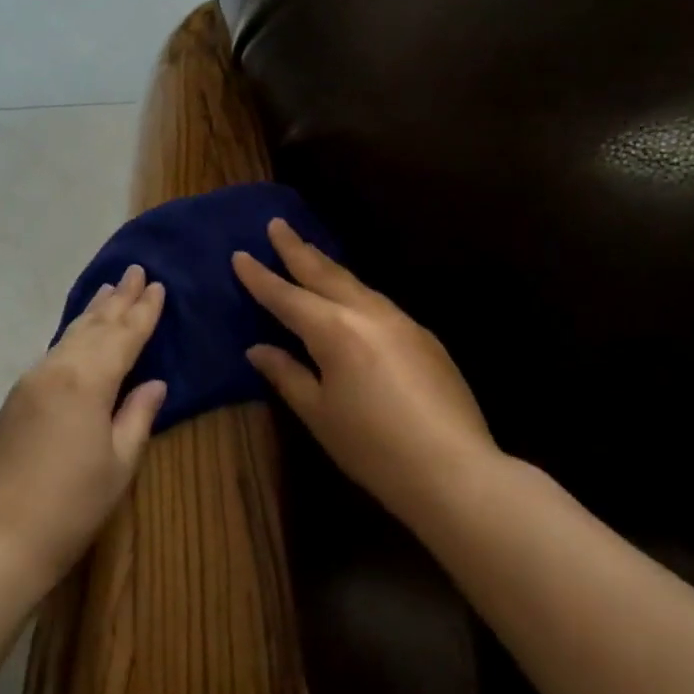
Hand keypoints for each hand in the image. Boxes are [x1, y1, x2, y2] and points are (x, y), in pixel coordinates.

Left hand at [0, 264, 167, 590]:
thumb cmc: (71, 506)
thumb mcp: (119, 463)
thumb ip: (138, 416)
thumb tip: (155, 383)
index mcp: (88, 381)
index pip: (124, 336)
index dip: (144, 312)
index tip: (158, 285)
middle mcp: (57, 369)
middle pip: (94, 326)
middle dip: (118, 299)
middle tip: (135, 270)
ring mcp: (31, 382)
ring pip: (69, 335)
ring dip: (93, 311)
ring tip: (110, 288)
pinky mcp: (16, 398)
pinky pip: (53, 352)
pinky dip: (73, 334)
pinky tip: (79, 332)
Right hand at [233, 219, 499, 522]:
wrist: (453, 469)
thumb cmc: (373, 447)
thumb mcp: (319, 413)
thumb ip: (286, 374)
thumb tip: (258, 349)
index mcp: (335, 330)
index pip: (287, 296)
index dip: (260, 277)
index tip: (240, 254)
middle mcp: (368, 313)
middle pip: (326, 273)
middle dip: (297, 249)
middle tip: (277, 224)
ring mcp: (402, 321)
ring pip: (356, 284)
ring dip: (328, 267)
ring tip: (308, 254)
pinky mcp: (424, 337)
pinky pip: (378, 303)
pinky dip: (354, 292)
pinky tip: (350, 300)